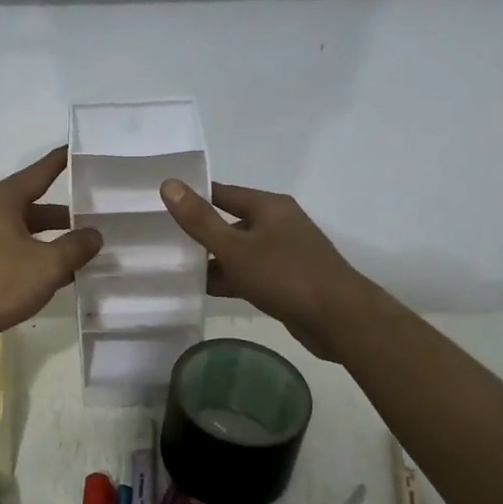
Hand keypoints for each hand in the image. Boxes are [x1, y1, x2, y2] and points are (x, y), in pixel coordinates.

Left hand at [0, 147, 103, 358]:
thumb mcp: (47, 264)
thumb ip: (76, 247)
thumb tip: (94, 234)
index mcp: (2, 199)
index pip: (40, 172)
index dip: (62, 161)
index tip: (80, 149)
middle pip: (35, 205)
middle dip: (66, 214)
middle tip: (98, 214)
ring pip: (26, 232)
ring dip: (53, 240)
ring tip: (86, 249)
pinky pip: (16, 253)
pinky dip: (37, 259)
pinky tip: (61, 276)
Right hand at [159, 179, 368, 360]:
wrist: (339, 319)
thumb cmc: (285, 275)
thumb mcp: (235, 248)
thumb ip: (200, 220)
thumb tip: (168, 184)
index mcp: (269, 206)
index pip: (223, 193)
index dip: (194, 197)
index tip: (162, 204)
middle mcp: (278, 224)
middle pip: (231, 222)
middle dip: (201, 233)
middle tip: (163, 239)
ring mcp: (285, 254)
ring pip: (240, 251)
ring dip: (214, 260)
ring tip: (176, 267)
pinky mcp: (288, 281)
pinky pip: (251, 273)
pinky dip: (230, 279)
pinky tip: (204, 290)